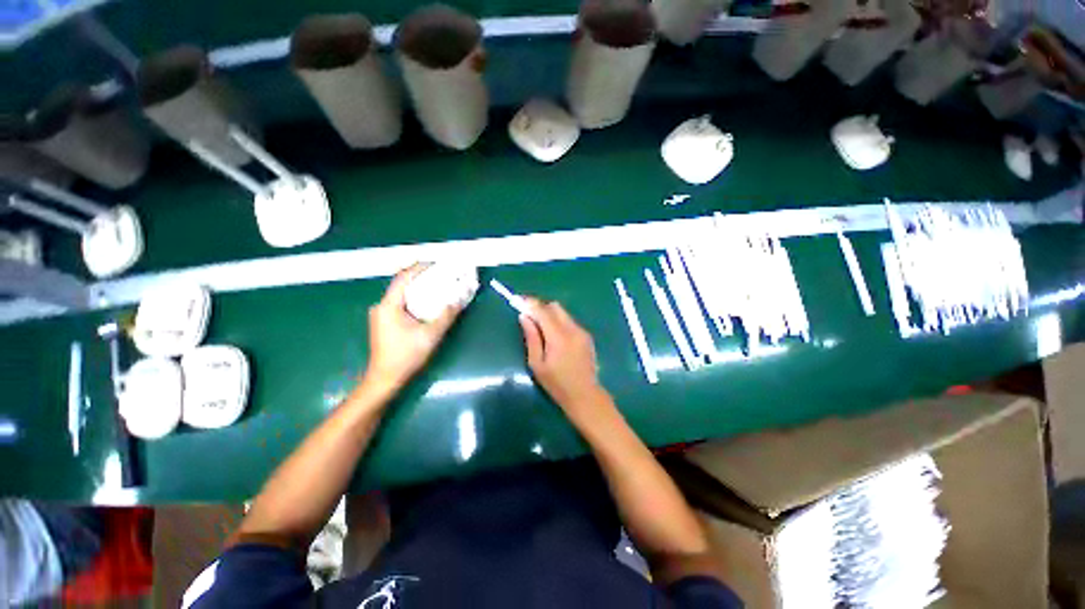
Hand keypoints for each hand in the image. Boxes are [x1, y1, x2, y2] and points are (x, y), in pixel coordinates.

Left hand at [363, 264, 460, 393]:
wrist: (385, 378)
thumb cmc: (406, 356)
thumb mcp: (430, 335)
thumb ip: (446, 316)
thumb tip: (459, 301)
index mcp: (388, 306)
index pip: (403, 278)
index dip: (419, 268)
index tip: (436, 263)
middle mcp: (381, 306)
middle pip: (402, 284)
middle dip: (421, 277)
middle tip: (441, 273)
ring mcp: (381, 315)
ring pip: (402, 294)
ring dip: (418, 288)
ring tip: (437, 285)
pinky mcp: (384, 322)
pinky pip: (401, 303)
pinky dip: (414, 299)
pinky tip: (427, 302)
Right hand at [520, 298, 609, 420]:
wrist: (585, 395)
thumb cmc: (557, 383)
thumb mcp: (537, 364)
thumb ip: (531, 337)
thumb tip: (524, 317)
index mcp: (559, 337)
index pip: (543, 311)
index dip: (530, 303)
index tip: (518, 300)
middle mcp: (572, 329)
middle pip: (555, 307)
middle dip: (540, 307)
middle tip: (528, 316)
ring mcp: (582, 331)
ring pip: (563, 313)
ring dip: (550, 314)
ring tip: (540, 328)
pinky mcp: (586, 336)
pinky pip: (570, 321)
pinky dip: (559, 322)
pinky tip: (554, 336)